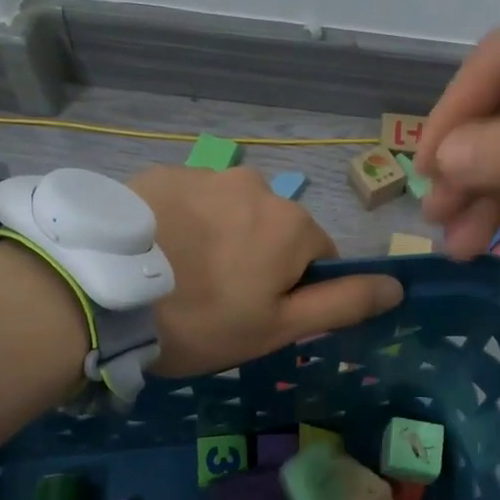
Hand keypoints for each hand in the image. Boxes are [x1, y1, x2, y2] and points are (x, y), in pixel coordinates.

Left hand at [128, 164, 403, 375]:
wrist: (102, 291)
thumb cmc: (202, 319)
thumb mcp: (278, 326)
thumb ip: (341, 303)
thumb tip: (397, 285)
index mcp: (292, 224)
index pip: (318, 256)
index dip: (292, 290)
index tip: (255, 314)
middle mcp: (257, 186)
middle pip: (274, 229)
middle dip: (256, 259)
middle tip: (214, 299)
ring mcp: (205, 174)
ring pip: (231, 213)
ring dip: (219, 238)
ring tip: (178, 275)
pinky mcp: (160, 173)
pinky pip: (190, 201)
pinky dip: (183, 223)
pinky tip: (155, 252)